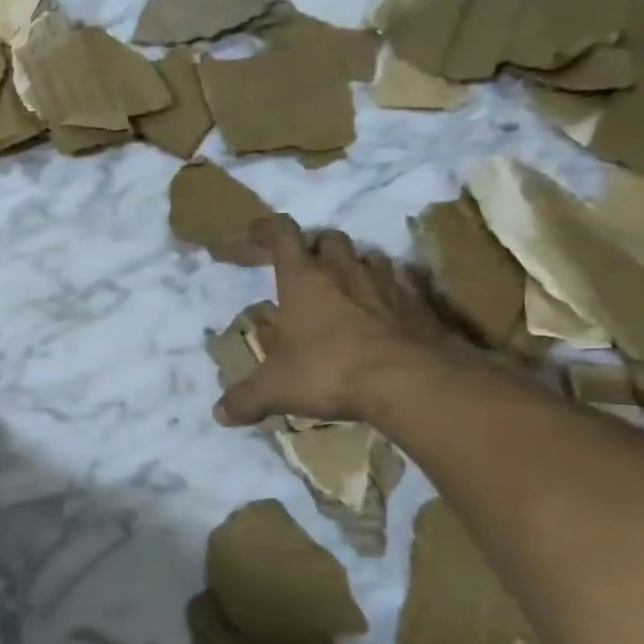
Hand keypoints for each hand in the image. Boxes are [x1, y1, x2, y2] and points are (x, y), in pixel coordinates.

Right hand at [215, 216, 454, 426]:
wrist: (413, 381)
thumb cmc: (331, 371)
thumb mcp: (277, 389)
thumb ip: (246, 398)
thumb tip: (220, 414)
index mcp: (303, 279)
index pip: (281, 234)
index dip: (265, 229)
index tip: (255, 234)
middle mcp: (344, 271)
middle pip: (329, 238)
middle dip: (316, 247)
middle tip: (307, 269)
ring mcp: (388, 284)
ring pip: (370, 257)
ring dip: (356, 266)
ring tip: (348, 289)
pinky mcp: (422, 304)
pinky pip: (408, 284)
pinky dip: (396, 290)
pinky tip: (391, 309)